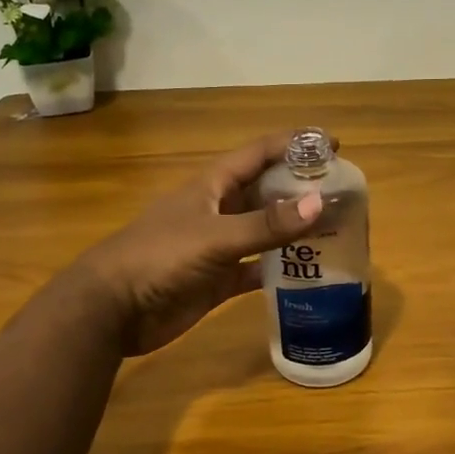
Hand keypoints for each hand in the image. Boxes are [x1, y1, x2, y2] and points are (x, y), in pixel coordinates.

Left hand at [74, 131, 325, 355]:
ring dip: (294, 230)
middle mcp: (218, 209)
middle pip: (266, 191)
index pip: (259, 154)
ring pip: (264, 231)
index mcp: (212, 185)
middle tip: (343, 192)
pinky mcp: (217, 280)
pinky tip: (308, 274)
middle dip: (301, 188)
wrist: (111, 309)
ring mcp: (217, 246)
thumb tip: (319, 203)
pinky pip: (255, 269)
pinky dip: (278, 270)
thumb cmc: (159, 257)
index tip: (333, 144)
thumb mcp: (214, 236)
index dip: (294, 145)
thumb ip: (265, 225)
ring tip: (336, 229)